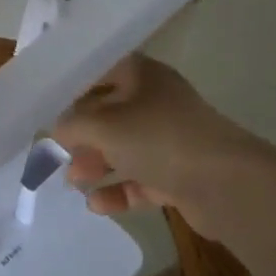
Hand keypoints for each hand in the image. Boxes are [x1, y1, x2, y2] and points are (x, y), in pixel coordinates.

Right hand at [51, 54, 269, 235]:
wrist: (228, 186)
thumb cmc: (159, 139)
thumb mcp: (104, 126)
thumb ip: (73, 124)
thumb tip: (59, 130)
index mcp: (143, 76)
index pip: (101, 70)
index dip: (74, 85)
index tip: (47, 103)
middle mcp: (157, 102)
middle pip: (110, 112)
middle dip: (82, 133)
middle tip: (58, 150)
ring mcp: (170, 140)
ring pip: (125, 148)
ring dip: (97, 163)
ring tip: (73, 182)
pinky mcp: (180, 174)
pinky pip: (141, 179)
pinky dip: (119, 190)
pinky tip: (97, 205)